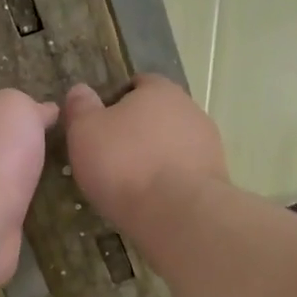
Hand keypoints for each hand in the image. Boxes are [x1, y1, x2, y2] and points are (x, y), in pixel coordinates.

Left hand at [0, 89, 59, 287]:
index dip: (17, 116)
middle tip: (58, 156)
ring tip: (57, 186)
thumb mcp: (17, 108)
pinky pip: (2, 214)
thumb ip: (30, 106)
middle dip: (18, 152)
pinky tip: (42, 214)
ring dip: (19, 185)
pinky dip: (18, 213)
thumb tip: (45, 111)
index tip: (49, 123)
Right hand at [62, 75, 227, 233]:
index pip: (138, 84)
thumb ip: (81, 107)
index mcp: (159, 90)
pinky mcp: (216, 175)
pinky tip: (154, 199)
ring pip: (174, 144)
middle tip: (113, 156)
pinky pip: (185, 171)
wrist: (176, 212)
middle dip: (139, 131)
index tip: (101, 126)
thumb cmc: (124, 164)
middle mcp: (189, 109)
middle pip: (158, 114)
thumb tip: (80, 90)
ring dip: (157, 157)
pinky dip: (171, 180)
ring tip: (133, 184)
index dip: (118, 101)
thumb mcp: (85, 132)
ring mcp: (208, 143)